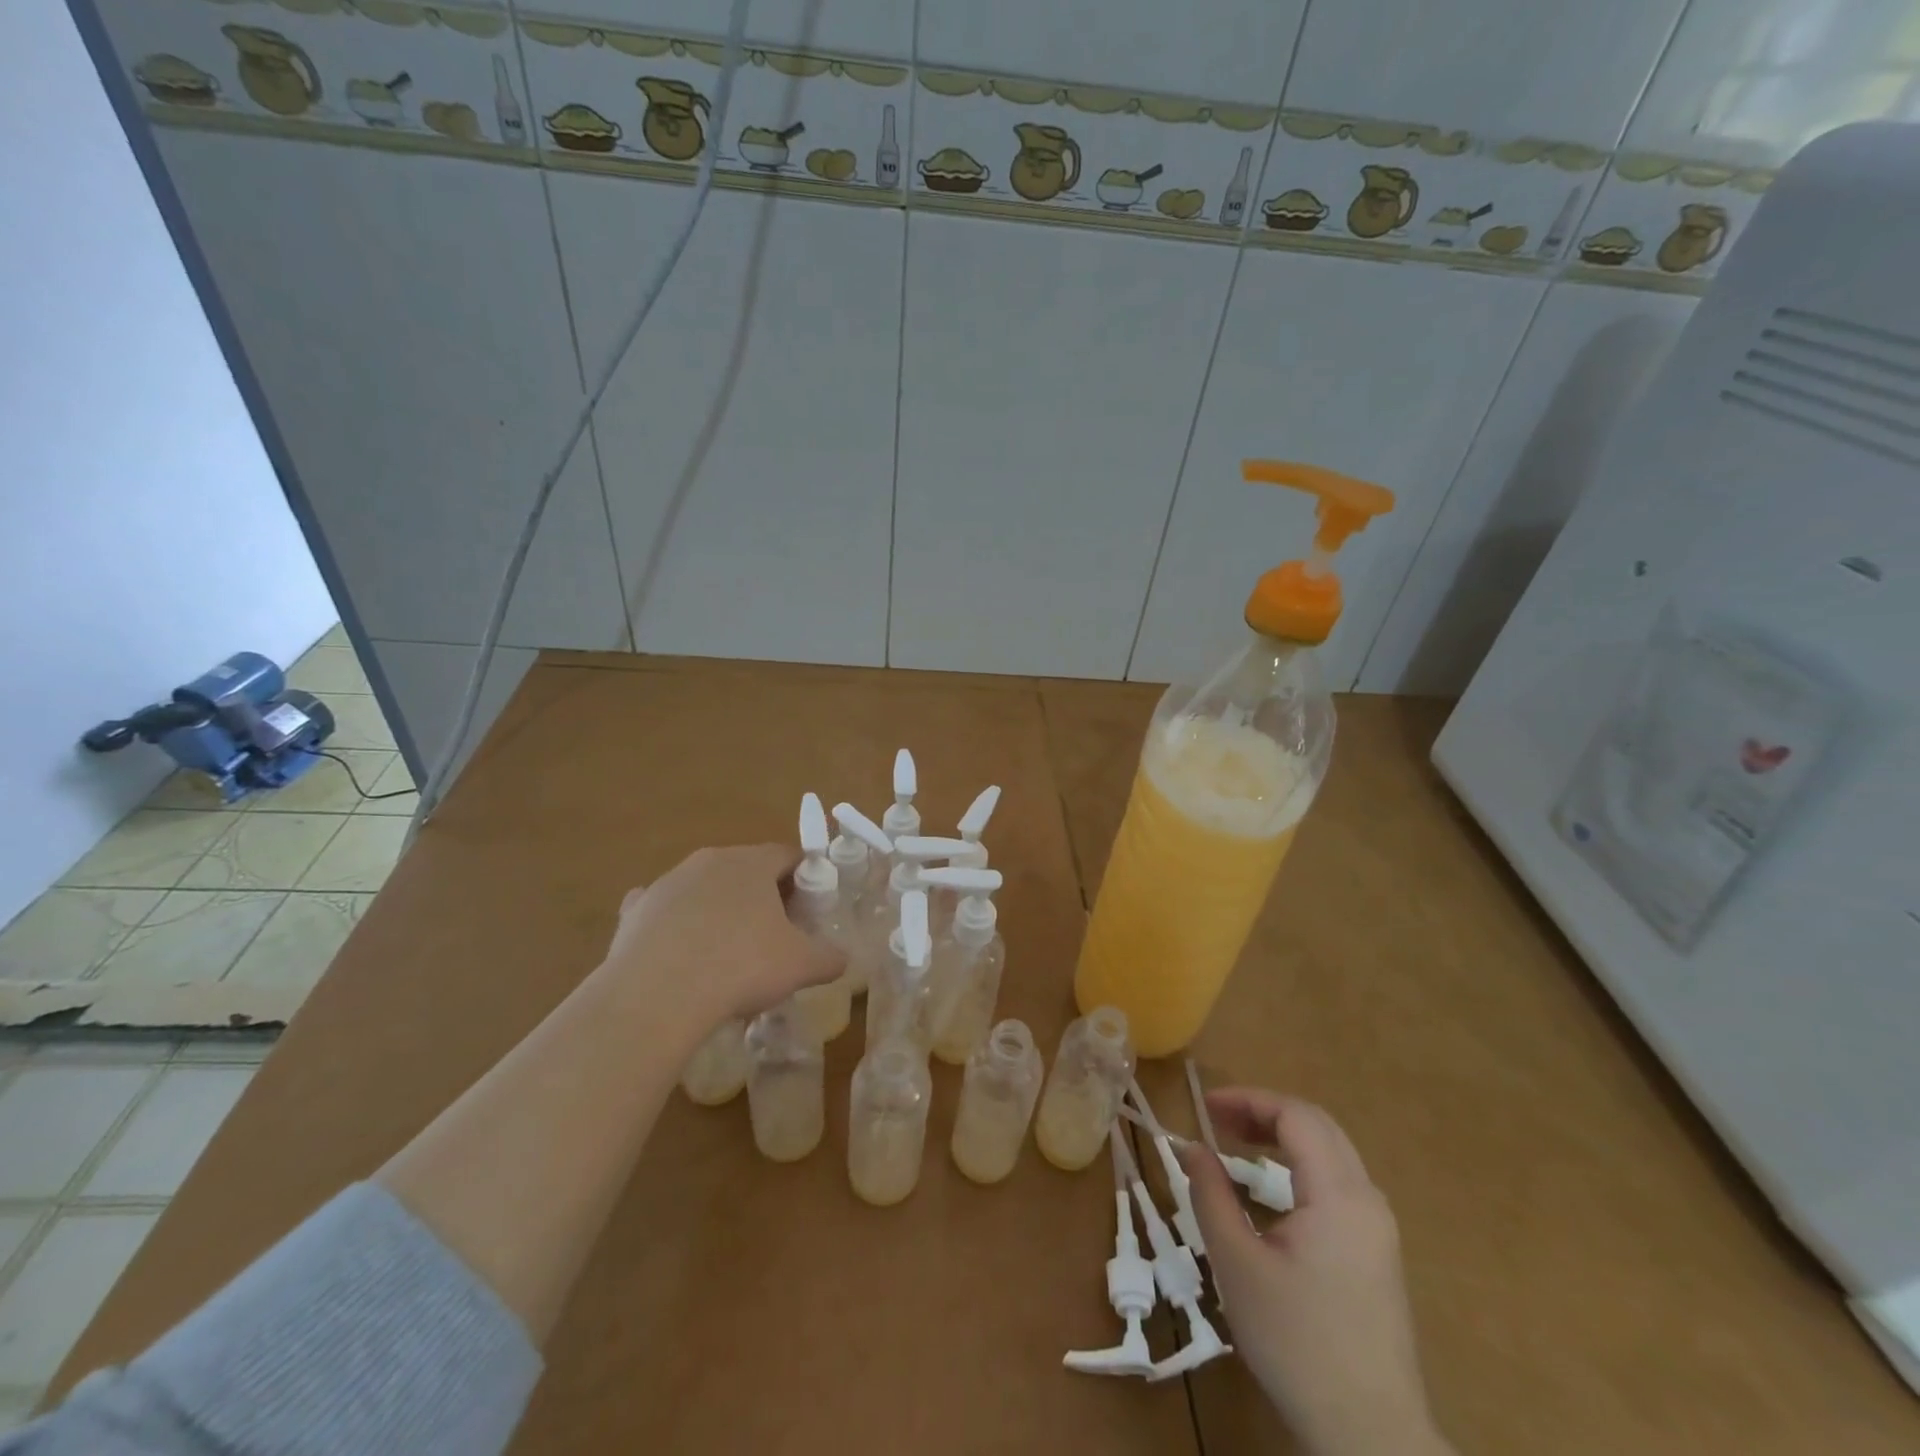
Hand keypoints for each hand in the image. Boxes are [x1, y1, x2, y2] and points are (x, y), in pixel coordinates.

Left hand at [600, 845, 842, 1034]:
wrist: (656, 996)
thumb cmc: (741, 967)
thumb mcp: (801, 965)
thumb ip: (829, 957)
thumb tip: (842, 959)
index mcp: (752, 863)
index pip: (788, 855)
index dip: (804, 879)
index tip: (809, 910)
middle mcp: (709, 860)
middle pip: (745, 869)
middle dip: (762, 895)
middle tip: (774, 933)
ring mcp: (668, 883)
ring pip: (704, 888)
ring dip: (718, 909)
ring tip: (726, 952)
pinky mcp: (635, 910)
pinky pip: (662, 910)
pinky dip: (673, 925)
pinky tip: (678, 955)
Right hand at [1179, 1090, 1449, 1455]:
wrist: (1371, 1437)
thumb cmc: (1296, 1343)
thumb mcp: (1237, 1264)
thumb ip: (1211, 1195)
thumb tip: (1193, 1148)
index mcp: (1339, 1195)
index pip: (1296, 1116)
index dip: (1248, 1100)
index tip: (1205, 1107)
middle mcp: (1367, 1200)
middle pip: (1318, 1127)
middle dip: (1265, 1112)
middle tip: (1218, 1121)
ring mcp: (1379, 1229)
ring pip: (1332, 1154)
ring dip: (1284, 1137)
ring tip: (1238, 1145)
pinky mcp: (1378, 1255)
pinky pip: (1339, 1183)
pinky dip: (1301, 1165)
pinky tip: (1273, 1189)